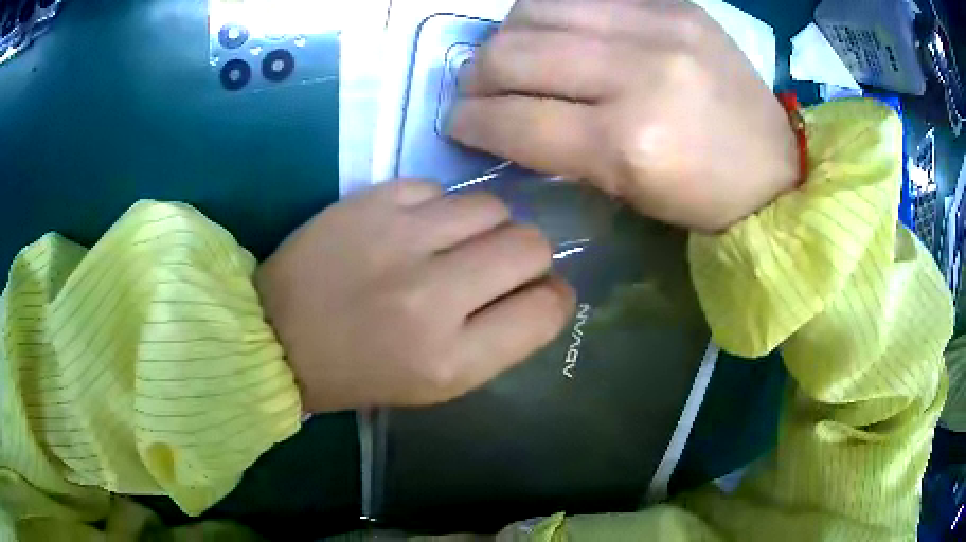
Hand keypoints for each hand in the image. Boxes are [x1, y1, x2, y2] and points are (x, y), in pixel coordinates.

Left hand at [256, 180, 574, 412]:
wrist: (277, 335)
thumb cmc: (360, 372)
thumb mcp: (439, 382)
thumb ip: (500, 338)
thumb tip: (544, 290)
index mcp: (451, 359)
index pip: (546, 309)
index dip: (554, 297)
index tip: (539, 293)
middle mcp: (432, 296)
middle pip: (530, 245)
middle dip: (528, 256)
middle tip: (496, 266)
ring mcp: (400, 239)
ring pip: (492, 207)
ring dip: (486, 227)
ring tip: (452, 245)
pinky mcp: (372, 202)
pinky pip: (440, 189)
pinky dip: (438, 209)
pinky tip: (412, 230)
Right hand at [449, 0, 798, 231]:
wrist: (776, 167)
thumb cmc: (703, 197)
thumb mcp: (627, 191)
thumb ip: (558, 147)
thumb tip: (502, 114)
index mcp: (628, 144)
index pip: (515, 119)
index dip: (470, 121)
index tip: (457, 122)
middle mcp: (638, 73)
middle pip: (514, 53)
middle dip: (477, 75)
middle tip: (477, 89)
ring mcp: (658, 26)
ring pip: (536, 9)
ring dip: (508, 35)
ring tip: (515, 56)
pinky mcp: (672, 3)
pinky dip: (551, 12)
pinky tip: (557, 32)